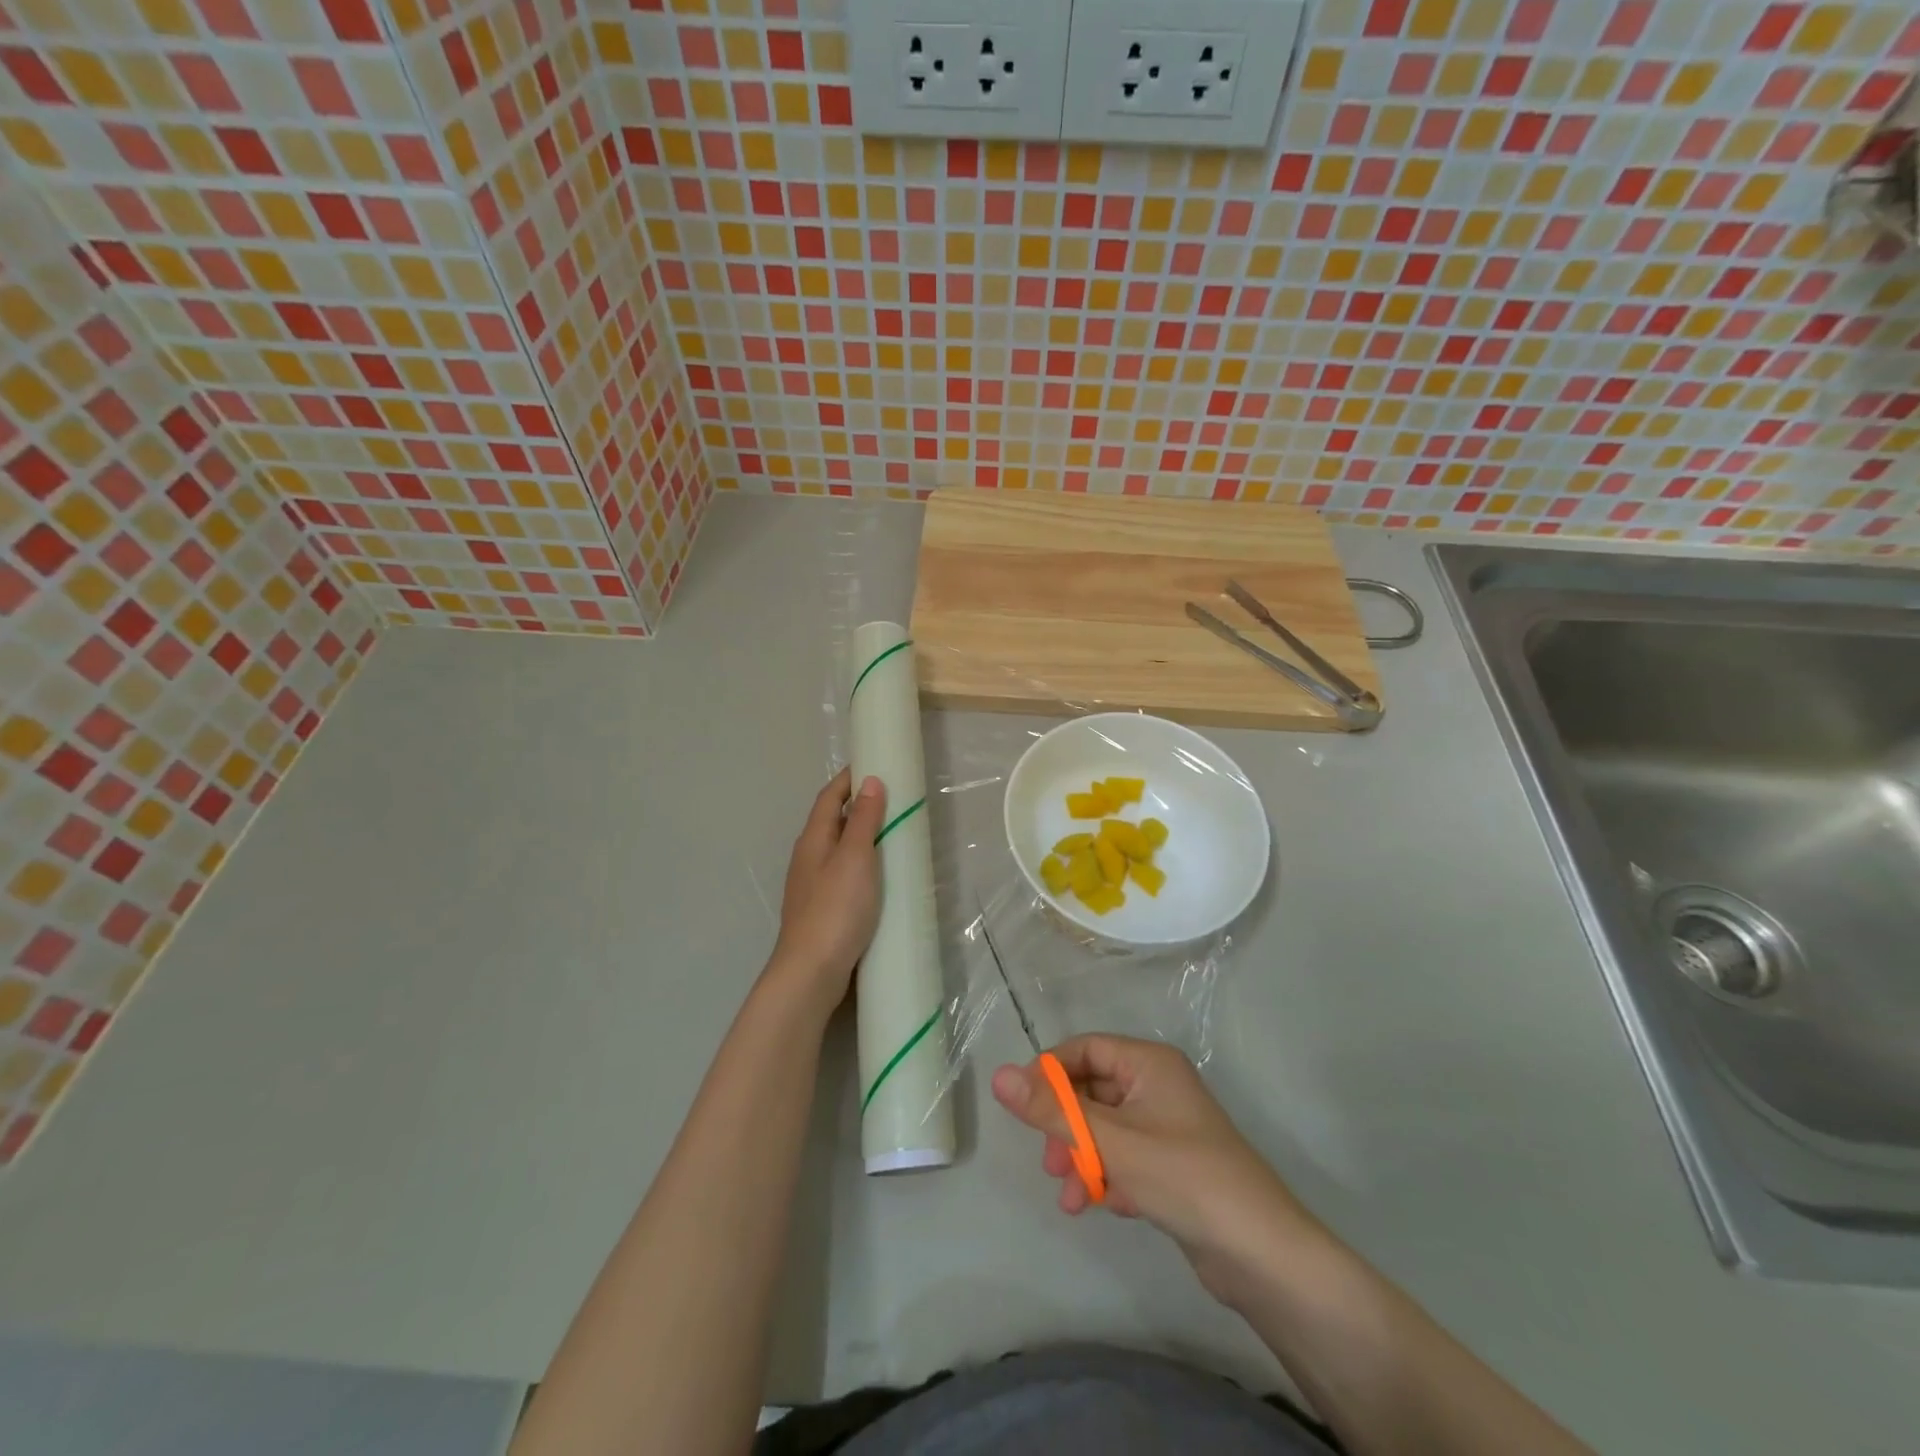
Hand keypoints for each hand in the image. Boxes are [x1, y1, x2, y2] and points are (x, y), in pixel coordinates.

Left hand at [767, 768, 886, 1014]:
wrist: (811, 972)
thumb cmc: (836, 909)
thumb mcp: (855, 858)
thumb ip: (863, 821)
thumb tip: (870, 782)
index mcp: (813, 839)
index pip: (829, 797)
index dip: (848, 778)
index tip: (874, 764)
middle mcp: (808, 857)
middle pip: (831, 820)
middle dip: (857, 805)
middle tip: (893, 798)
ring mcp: (812, 885)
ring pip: (837, 848)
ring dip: (860, 835)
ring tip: (892, 833)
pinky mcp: (823, 908)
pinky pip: (843, 873)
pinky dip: (862, 863)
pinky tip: (879, 876)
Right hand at [991, 1034, 1325, 1301]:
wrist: (1260, 1254)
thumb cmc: (1182, 1177)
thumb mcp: (1110, 1141)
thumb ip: (1052, 1110)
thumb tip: (998, 1075)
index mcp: (1148, 1063)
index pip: (1085, 1048)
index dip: (1050, 1073)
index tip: (1023, 1107)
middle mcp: (1158, 1085)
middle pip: (1092, 1091)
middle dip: (1066, 1126)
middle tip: (1050, 1161)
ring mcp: (1167, 1126)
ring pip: (1105, 1129)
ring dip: (1082, 1157)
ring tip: (1070, 1195)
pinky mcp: (1172, 1164)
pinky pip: (1125, 1157)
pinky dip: (1107, 1176)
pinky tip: (1104, 1206)